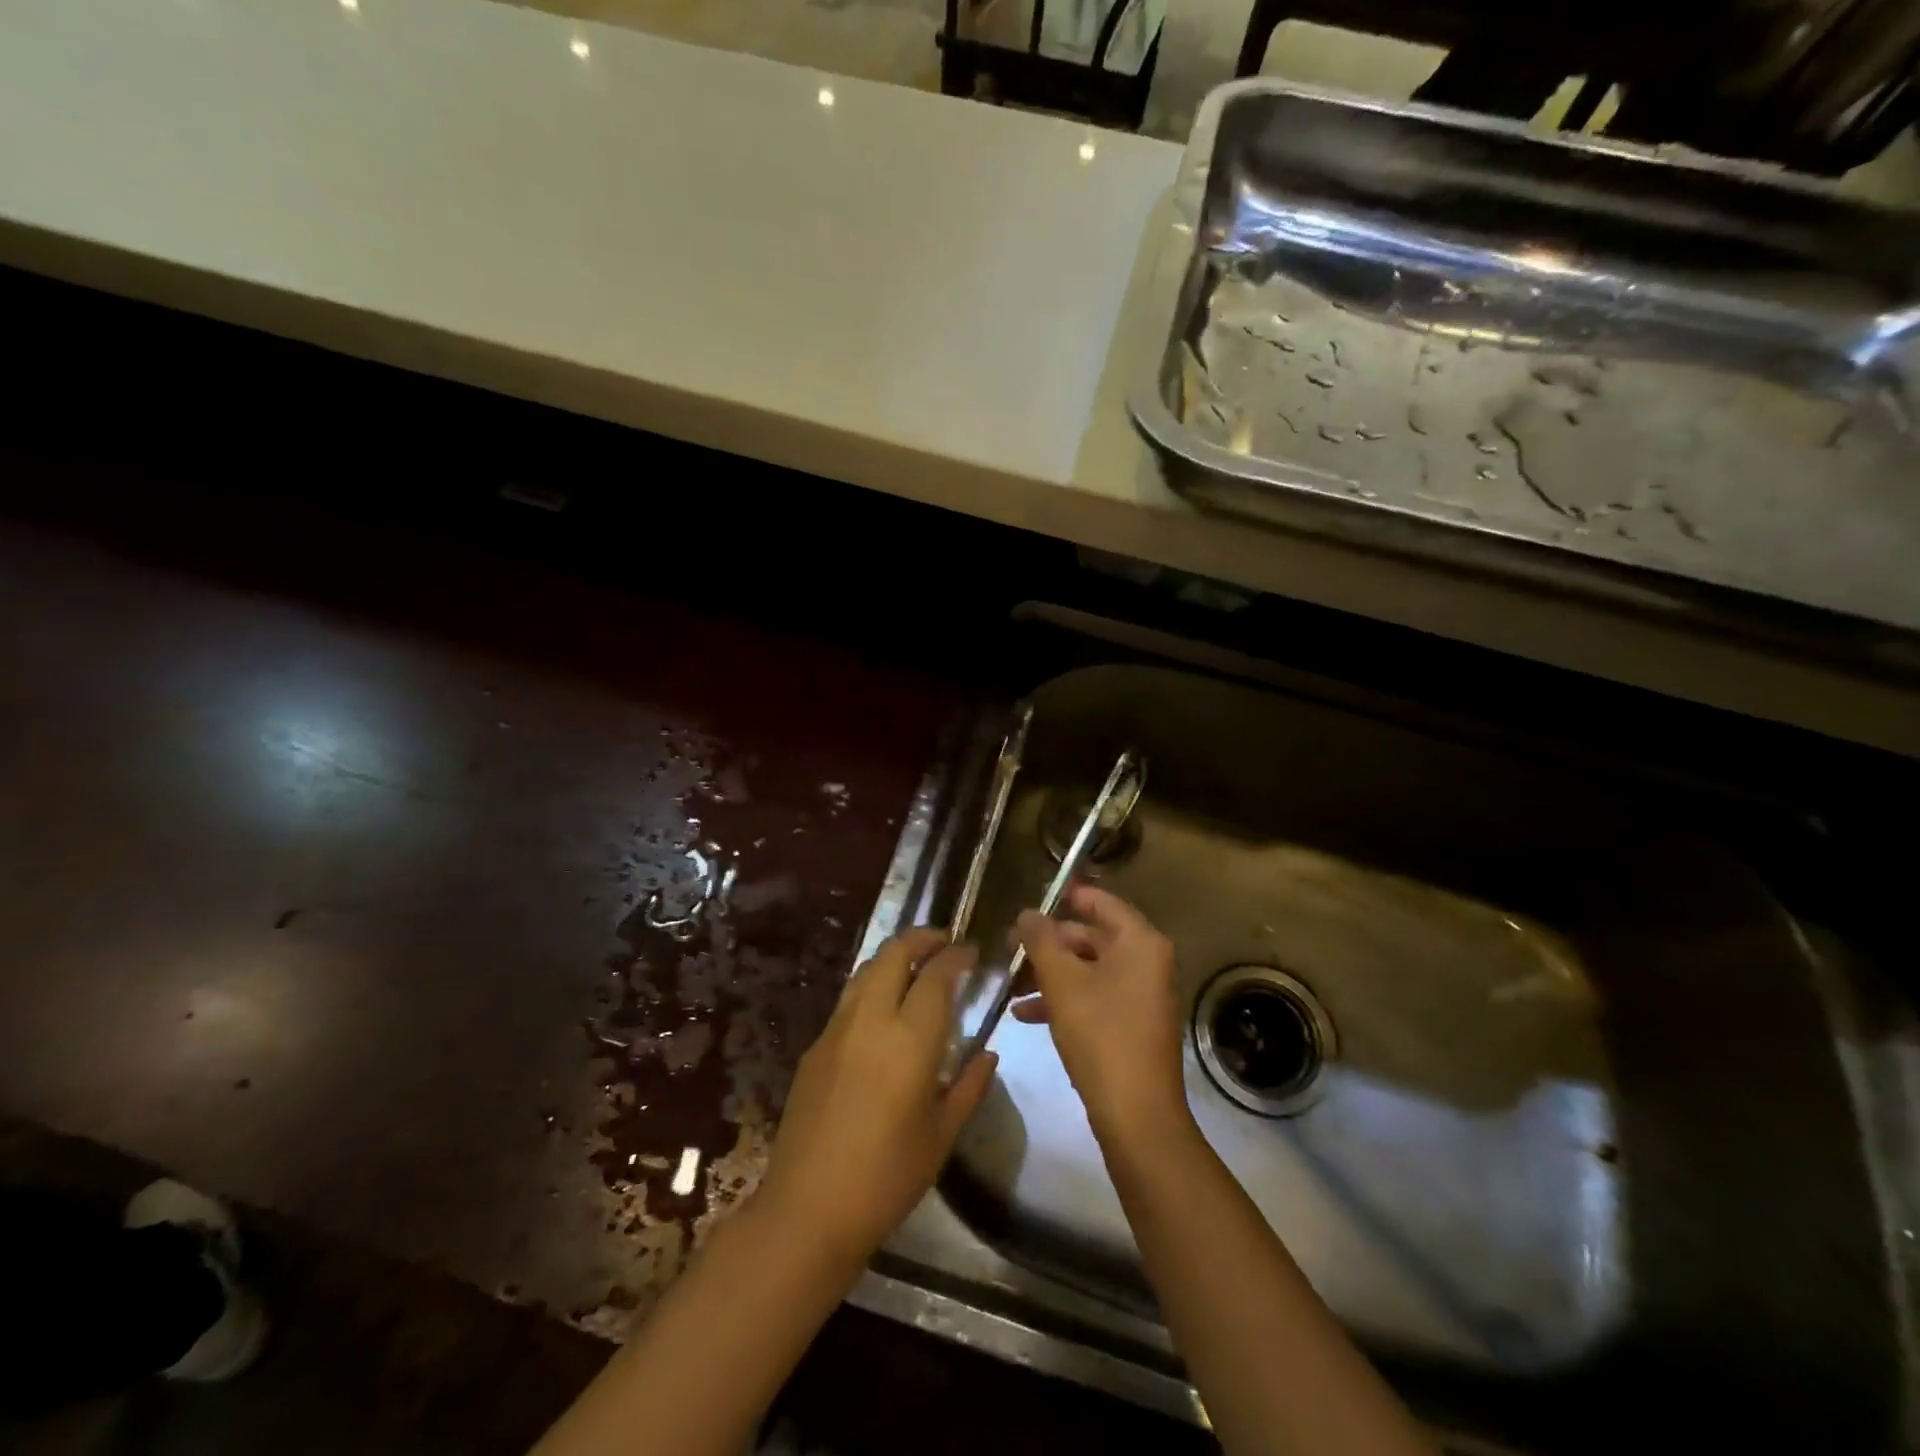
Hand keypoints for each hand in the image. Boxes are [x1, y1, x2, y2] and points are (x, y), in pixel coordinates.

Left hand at [757, 928, 995, 1264]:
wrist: (809, 1207)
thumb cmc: (887, 1175)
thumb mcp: (942, 1134)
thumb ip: (970, 1086)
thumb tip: (989, 1054)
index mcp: (910, 1038)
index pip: (936, 975)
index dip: (956, 956)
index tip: (971, 951)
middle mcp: (871, 1019)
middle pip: (893, 954)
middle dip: (920, 938)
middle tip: (943, 941)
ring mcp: (837, 1029)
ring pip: (866, 970)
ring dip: (893, 957)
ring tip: (915, 965)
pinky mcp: (815, 1046)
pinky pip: (849, 998)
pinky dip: (872, 985)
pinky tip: (883, 1009)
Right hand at [1013, 885, 1188, 1145]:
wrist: (1136, 1115)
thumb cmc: (1100, 1035)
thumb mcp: (1062, 982)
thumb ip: (1041, 941)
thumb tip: (1027, 913)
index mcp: (1140, 942)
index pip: (1101, 902)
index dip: (1065, 898)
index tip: (1031, 902)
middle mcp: (1147, 962)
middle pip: (1092, 937)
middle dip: (1049, 944)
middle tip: (1010, 948)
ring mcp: (1141, 996)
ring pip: (1089, 970)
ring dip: (1050, 974)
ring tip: (1011, 984)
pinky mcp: (1131, 1025)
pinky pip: (1094, 997)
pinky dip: (1064, 1000)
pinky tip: (1025, 1015)